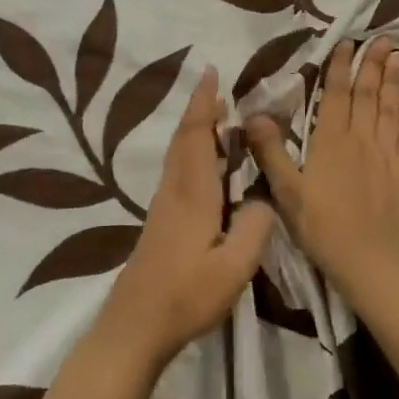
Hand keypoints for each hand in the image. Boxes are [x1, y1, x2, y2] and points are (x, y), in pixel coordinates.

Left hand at [93, 67, 274, 373]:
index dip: (203, 103)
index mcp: (193, 195)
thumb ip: (255, 227)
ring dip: (194, 129)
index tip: (210, 72)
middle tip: (217, 88)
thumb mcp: (234, 267)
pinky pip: (176, 171)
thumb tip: (264, 198)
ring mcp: (163, 207)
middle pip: (183, 139)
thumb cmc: (186, 296)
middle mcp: (174, 191)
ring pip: (177, 154)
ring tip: (216, 118)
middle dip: (198, 109)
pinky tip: (203, 165)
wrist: (135, 326)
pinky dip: (190, 152)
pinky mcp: (159, 222)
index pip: (196, 136)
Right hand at [246, 39, 398, 303]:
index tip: (347, 43)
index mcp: (330, 142)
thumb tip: (254, 115)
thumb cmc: (321, 227)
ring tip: (397, 55)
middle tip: (382, 38)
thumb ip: (272, 151)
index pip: (337, 95)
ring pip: (390, 109)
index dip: (341, 67)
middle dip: (373, 64)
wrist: (370, 262)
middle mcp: (361, 140)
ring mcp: (387, 155)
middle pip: (368, 95)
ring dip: (393, 80)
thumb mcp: (287, 192)